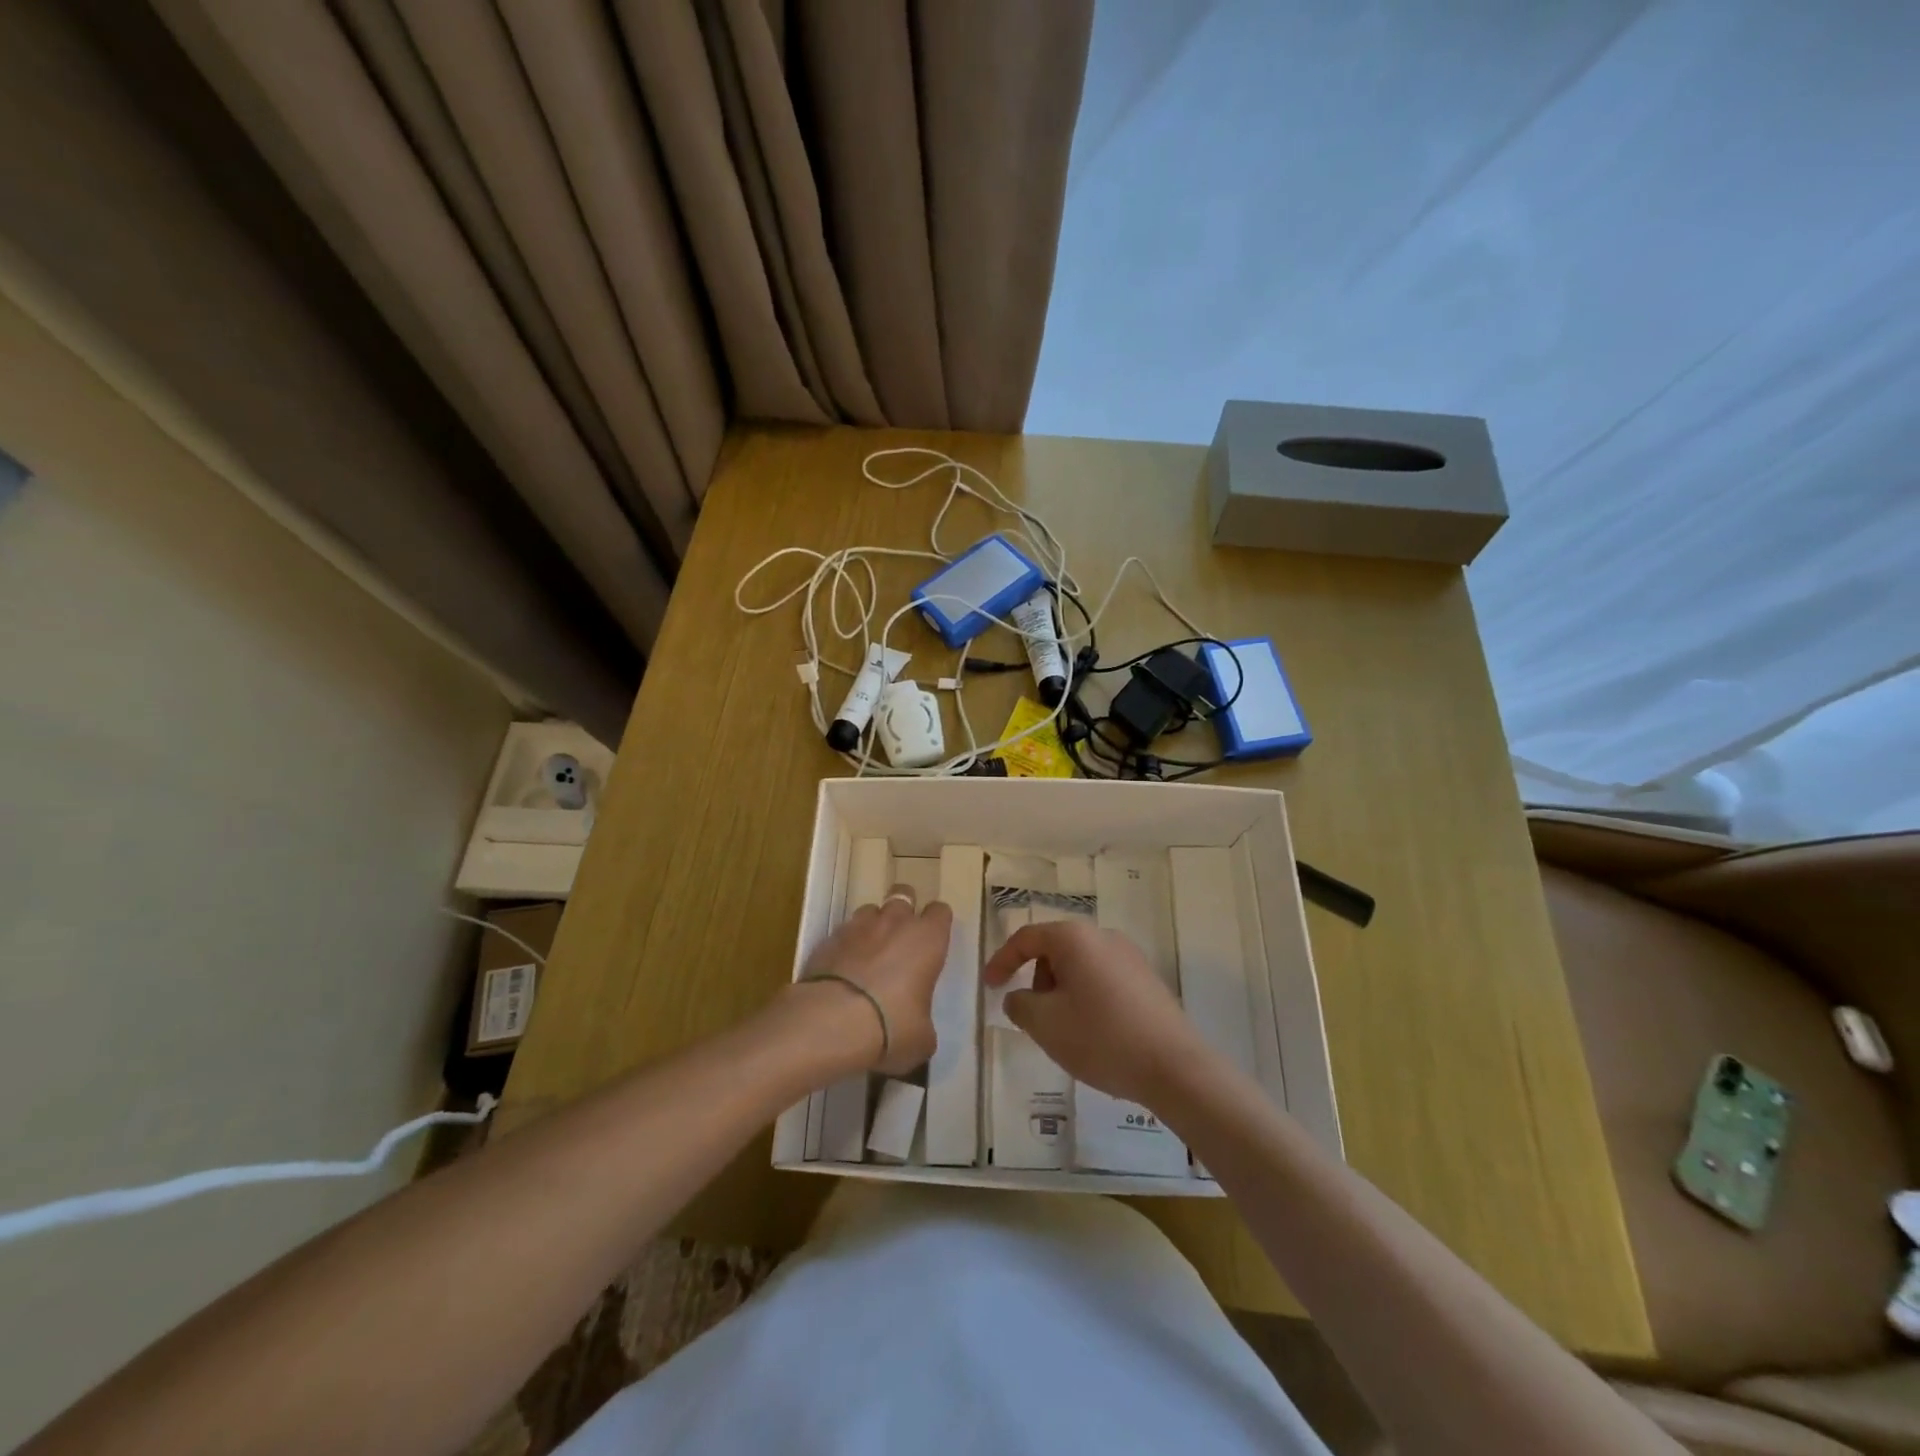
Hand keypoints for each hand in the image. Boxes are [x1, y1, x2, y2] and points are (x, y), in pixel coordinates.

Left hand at [794, 883, 951, 1075]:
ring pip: (870, 909)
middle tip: (902, 938)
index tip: (934, 942)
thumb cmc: (891, 1026)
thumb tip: (916, 1029)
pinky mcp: (828, 938)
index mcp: (928, 939)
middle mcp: (895, 922)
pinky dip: (846, 945)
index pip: (940, 912)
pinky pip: (843, 932)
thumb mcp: (921, 1038)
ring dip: (874, 925)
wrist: (832, 1021)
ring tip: (870, 952)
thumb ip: (923, 1024)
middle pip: (904, 895)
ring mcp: (858, 926)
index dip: (937, 924)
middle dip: (905, 910)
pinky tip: (843, 969)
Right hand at [982, 918, 1209, 1106]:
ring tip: (1065, 1031)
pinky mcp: (1148, 981)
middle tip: (1034, 1017)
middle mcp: (1104, 937)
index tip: (989, 987)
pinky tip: (1095, 1035)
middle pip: (1055, 950)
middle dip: (1037, 980)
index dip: (1002, 961)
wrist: (1175, 1067)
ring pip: (1080, 967)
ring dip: (1062, 992)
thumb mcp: (1045, 1024)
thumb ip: (1020, 1004)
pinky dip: (1087, 999)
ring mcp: (1130, 957)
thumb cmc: (1101, 1037)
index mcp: (1075, 938)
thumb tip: (1019, 996)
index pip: (1027, 938)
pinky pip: (1103, 980)